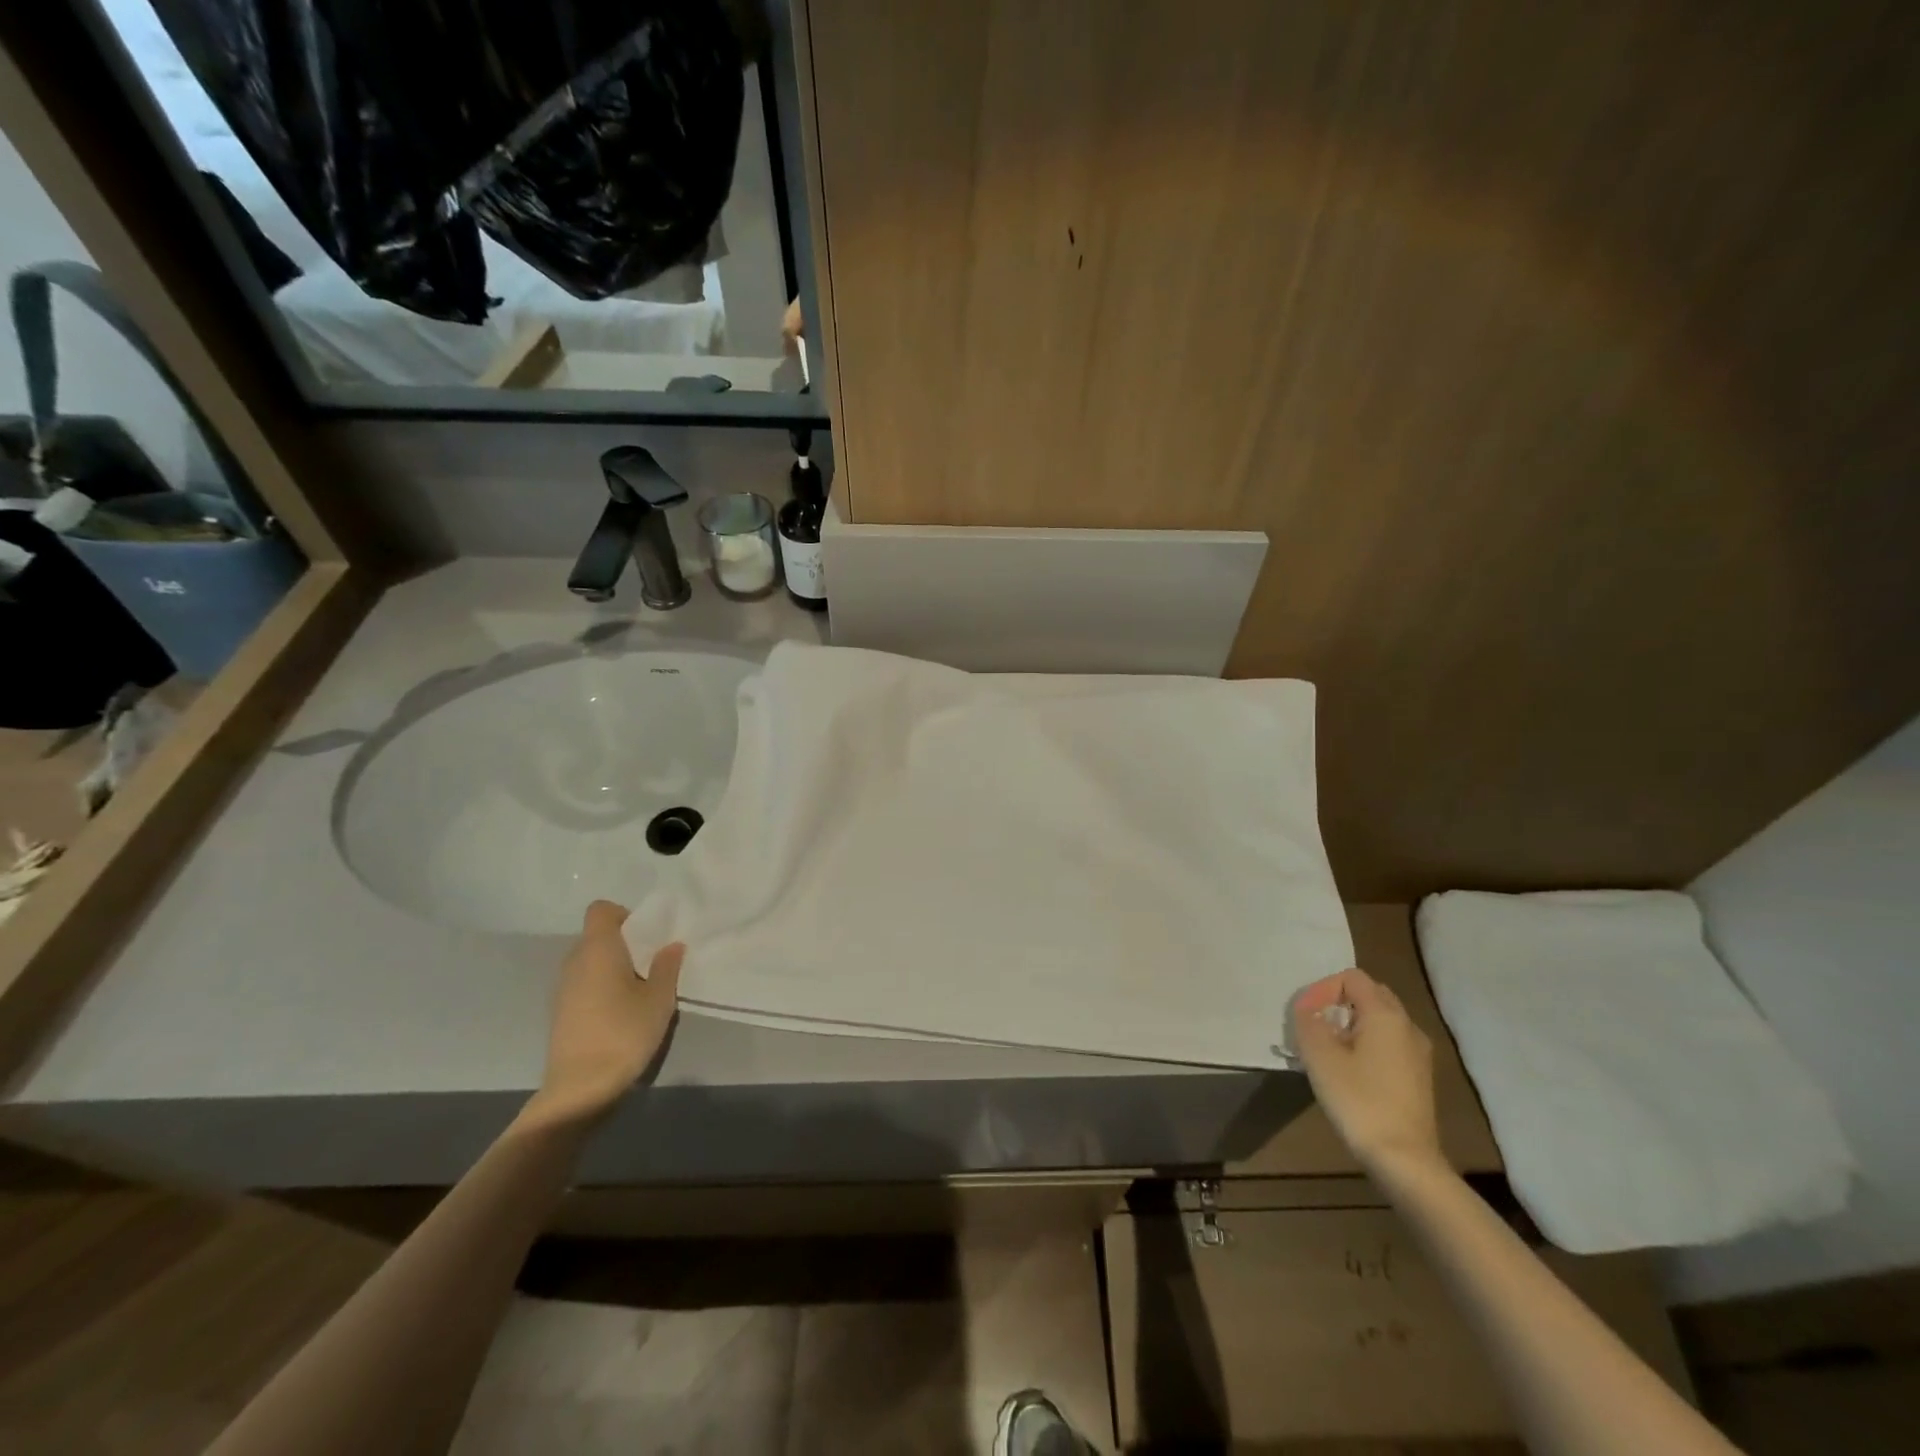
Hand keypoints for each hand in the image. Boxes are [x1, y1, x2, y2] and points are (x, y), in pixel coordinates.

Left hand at [533, 901, 682, 1125]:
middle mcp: (575, 961)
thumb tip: (672, 945)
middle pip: (597, 936)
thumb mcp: (659, 999)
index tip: (647, 936)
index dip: (625, 915)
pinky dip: (601, 988)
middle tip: (652, 964)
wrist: (580, 1089)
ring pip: (590, 962)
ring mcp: (562, 988)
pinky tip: (620, 1013)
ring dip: (613, 968)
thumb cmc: (624, 1033)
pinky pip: (583, 984)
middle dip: (624, 943)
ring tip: (639, 990)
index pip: (601, 910)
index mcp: (598, 949)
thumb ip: (667, 967)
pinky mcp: (560, 1012)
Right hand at [1292, 967, 1444, 1177]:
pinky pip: (1389, 1043)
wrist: (1404, 1160)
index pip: (1352, 978)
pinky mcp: (1419, 1077)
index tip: (1305, 1016)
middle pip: (1370, 994)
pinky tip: (1350, 1070)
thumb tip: (1308, 1010)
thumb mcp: (1320, 1057)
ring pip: (1381, 1020)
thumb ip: (1308, 1022)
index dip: (1323, 989)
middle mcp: (1408, 1026)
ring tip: (1328, 1048)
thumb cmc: (1359, 1101)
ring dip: (1351, 1024)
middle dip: (1338, 1003)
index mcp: (1386, 1015)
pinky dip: (1367, 1043)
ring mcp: (1418, 1053)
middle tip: (1315, 1027)